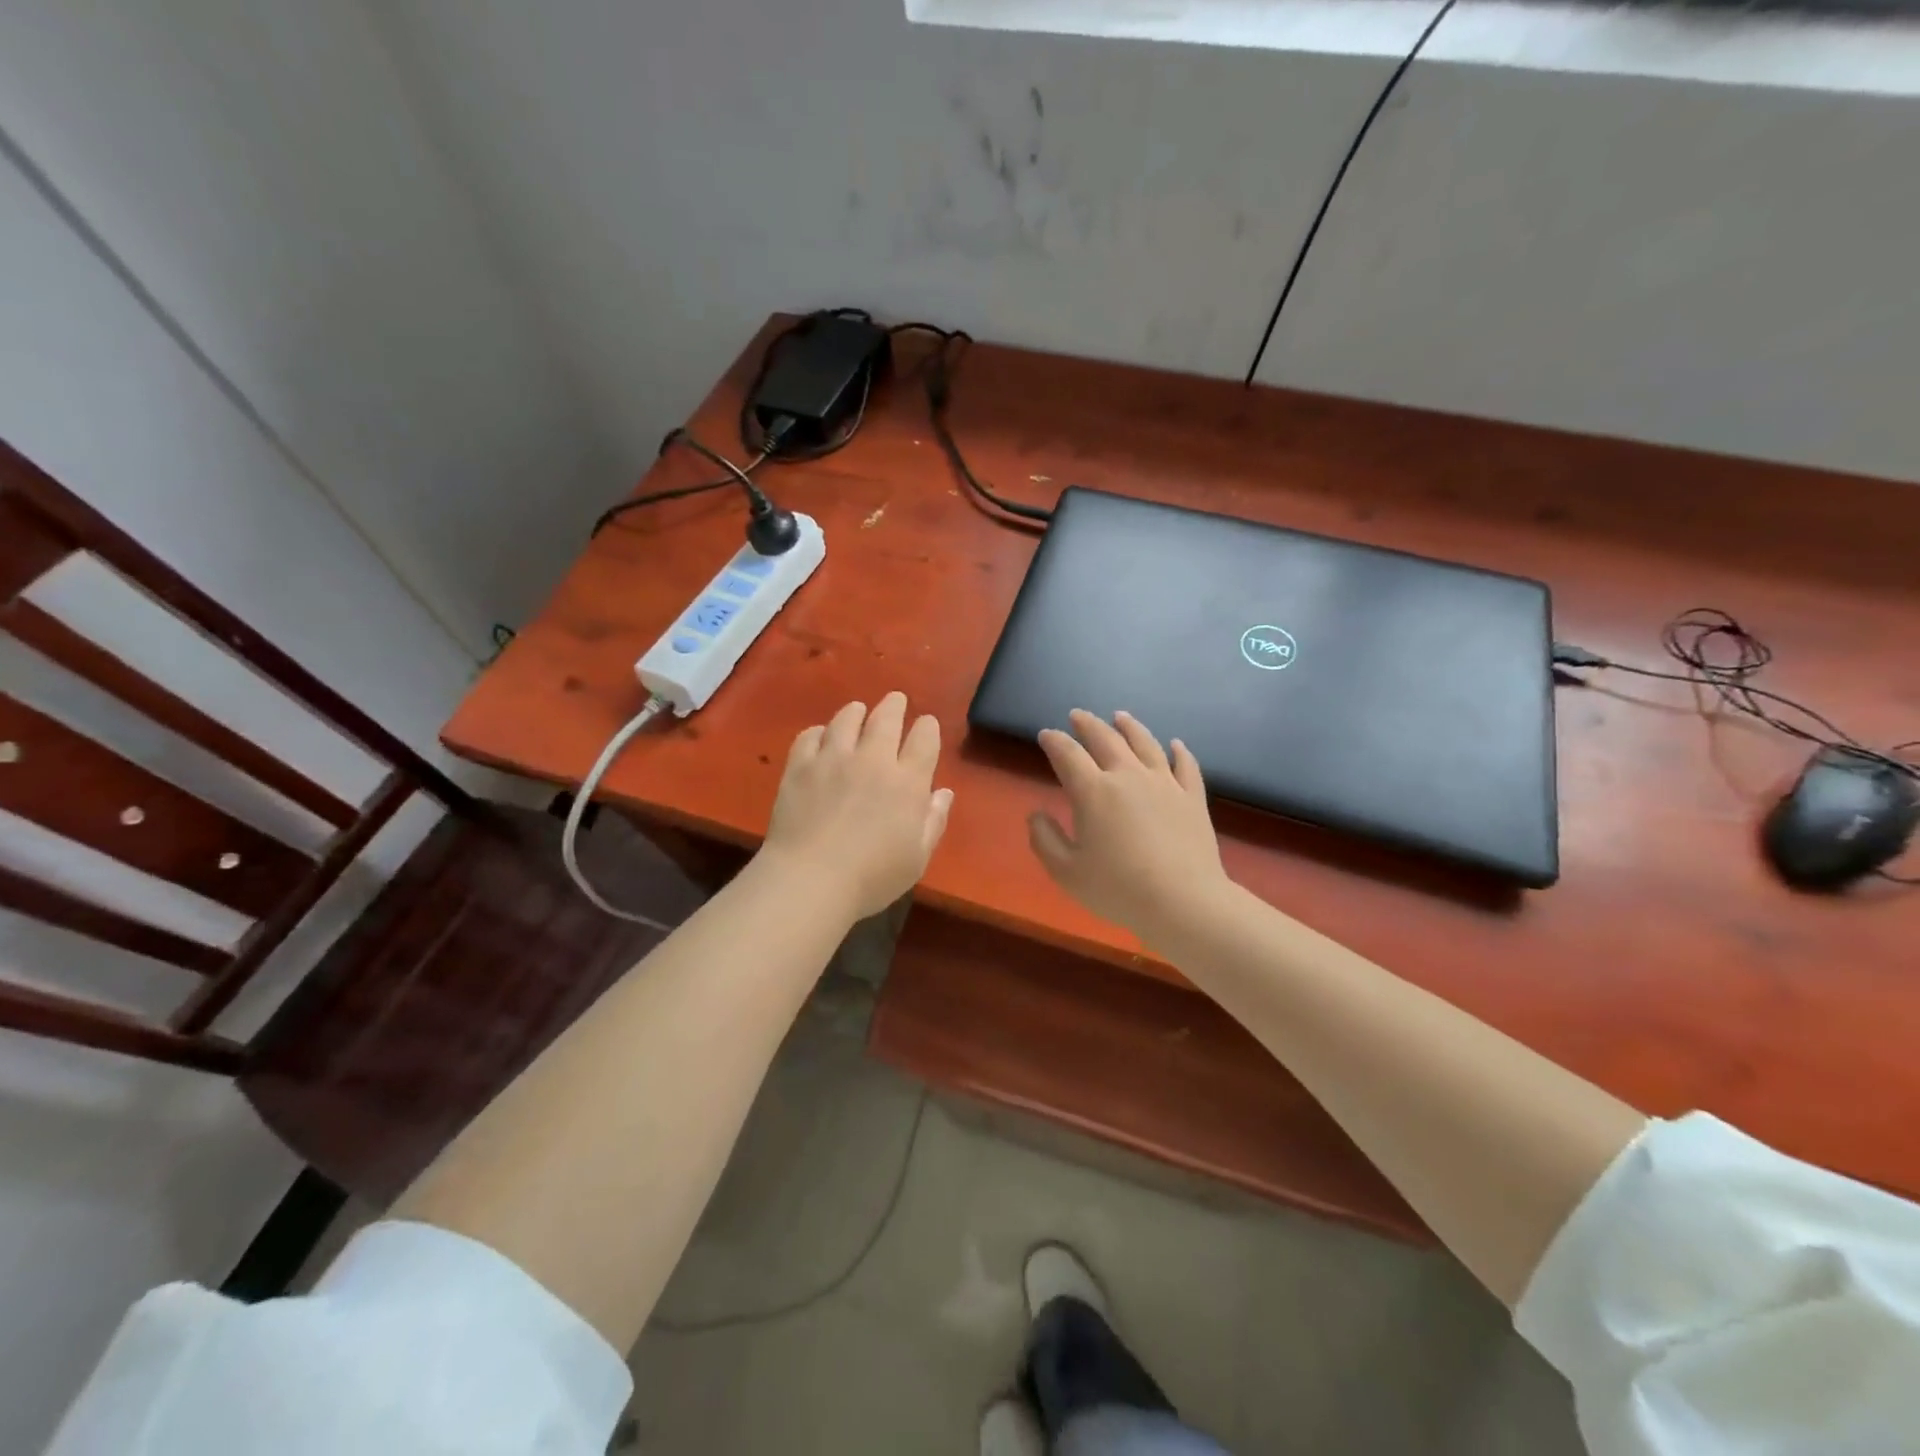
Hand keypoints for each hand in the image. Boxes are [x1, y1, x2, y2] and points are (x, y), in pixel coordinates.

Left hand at [760, 692, 952, 920]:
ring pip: (846, 719)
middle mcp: (873, 760)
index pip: (924, 739)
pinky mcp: (799, 767)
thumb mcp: (917, 858)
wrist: (811, 879)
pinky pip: (809, 736)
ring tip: (857, 710)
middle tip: (895, 700)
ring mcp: (833, 759)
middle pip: (886, 718)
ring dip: (856, 711)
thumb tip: (944, 793)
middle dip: (894, 705)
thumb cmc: (872, 877)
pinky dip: (818, 732)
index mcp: (907, 782)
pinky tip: (820, 736)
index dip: (927, 727)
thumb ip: (934, 822)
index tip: (926, 724)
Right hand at [1028, 710, 1231, 947]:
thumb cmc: (1117, 889)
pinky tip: (1175, 744)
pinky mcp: (1192, 797)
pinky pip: (1185, 765)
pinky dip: (1179, 751)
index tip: (1046, 735)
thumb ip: (1044, 839)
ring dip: (1129, 727)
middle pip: (1106, 739)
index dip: (1054, 741)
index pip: (1068, 754)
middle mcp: (1128, 776)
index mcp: (1093, 791)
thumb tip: (1035, 814)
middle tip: (1078, 716)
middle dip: (1088, 724)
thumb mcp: (1066, 872)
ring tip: (1120, 717)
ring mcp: (1164, 783)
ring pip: (1145, 743)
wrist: (1183, 901)